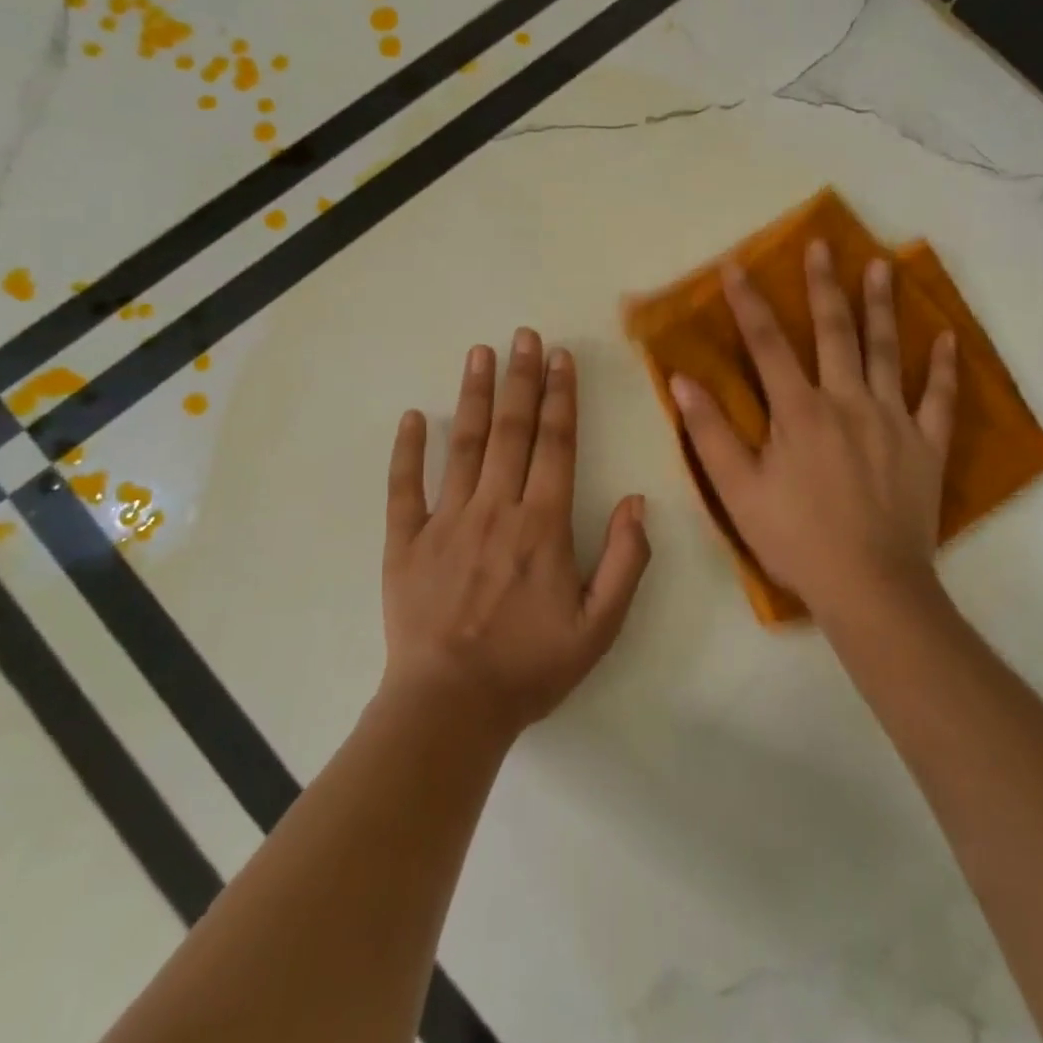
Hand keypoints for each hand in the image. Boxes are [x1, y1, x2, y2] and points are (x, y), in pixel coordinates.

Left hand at [381, 329, 651, 733]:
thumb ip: (626, 561)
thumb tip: (638, 501)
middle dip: (521, 379)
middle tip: (524, 335)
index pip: (556, 445)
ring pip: (463, 445)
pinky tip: (413, 417)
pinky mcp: (406, 542)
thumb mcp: (600, 626)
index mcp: (542, 525)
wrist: (450, 707)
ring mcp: (446, 521)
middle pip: (511, 431)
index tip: (561, 358)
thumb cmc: (530, 666)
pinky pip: (405, 488)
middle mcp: (495, 509)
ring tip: (480, 353)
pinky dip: (407, 450)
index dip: (561, 397)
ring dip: (473, 396)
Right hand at [668, 242, 956, 618]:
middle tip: (821, 244)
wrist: (869, 585)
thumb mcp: (739, 490)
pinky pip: (939, 398)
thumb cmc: (796, 538)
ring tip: (882, 265)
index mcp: (799, 411)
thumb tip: (682, 380)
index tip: (737, 266)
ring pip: (887, 351)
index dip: (749, 302)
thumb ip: (710, 432)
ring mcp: (893, 420)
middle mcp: (848, 401)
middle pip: (834, 331)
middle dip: (823, 285)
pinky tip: (948, 337)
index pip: (767, 344)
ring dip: (882, 306)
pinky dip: (944, 367)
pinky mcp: (926, 444)